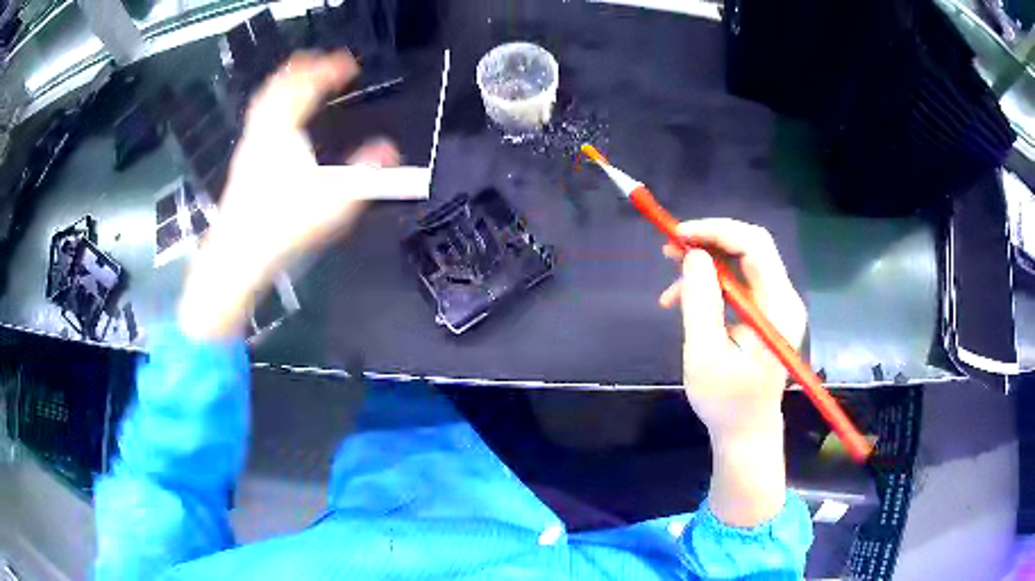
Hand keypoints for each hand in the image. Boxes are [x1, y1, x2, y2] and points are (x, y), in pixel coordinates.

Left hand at [179, 52, 399, 340]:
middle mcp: (261, 131)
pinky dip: (271, 106)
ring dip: (283, 84)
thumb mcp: (333, 201)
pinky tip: (278, 121)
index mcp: (282, 130)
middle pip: (278, 85)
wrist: (236, 257)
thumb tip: (390, 150)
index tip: (349, 64)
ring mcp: (248, 147)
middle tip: (319, 61)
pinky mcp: (242, 164)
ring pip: (263, 102)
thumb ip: (366, 173)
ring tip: (299, 81)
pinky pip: (257, 120)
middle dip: (301, 68)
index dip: (330, 69)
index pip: (308, 86)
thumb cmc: (282, 227)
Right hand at [658, 219, 805, 527]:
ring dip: (705, 266)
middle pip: (750, 247)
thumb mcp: (705, 354)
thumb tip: (693, 255)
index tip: (678, 236)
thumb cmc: (726, 401)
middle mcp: (783, 298)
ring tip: (670, 289)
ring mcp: (777, 305)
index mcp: (776, 307)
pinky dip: (712, 284)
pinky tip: (685, 302)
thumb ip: (701, 302)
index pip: (754, 245)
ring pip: (741, 262)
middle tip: (669, 251)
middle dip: (708, 242)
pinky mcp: (767, 313)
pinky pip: (739, 283)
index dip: (716, 231)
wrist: (746, 431)